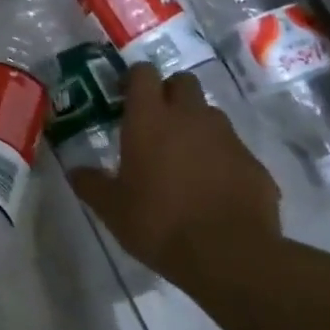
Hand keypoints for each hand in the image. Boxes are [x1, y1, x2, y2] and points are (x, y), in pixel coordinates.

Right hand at [69, 68, 281, 285]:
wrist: (230, 256)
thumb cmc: (159, 223)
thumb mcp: (111, 209)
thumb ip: (91, 184)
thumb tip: (76, 171)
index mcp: (150, 120)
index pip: (143, 73)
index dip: (134, 79)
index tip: (124, 97)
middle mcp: (190, 118)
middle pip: (183, 82)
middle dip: (170, 93)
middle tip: (155, 121)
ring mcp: (227, 138)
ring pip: (210, 114)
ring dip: (196, 125)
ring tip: (184, 158)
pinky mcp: (254, 164)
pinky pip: (233, 150)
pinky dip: (220, 159)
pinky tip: (212, 188)